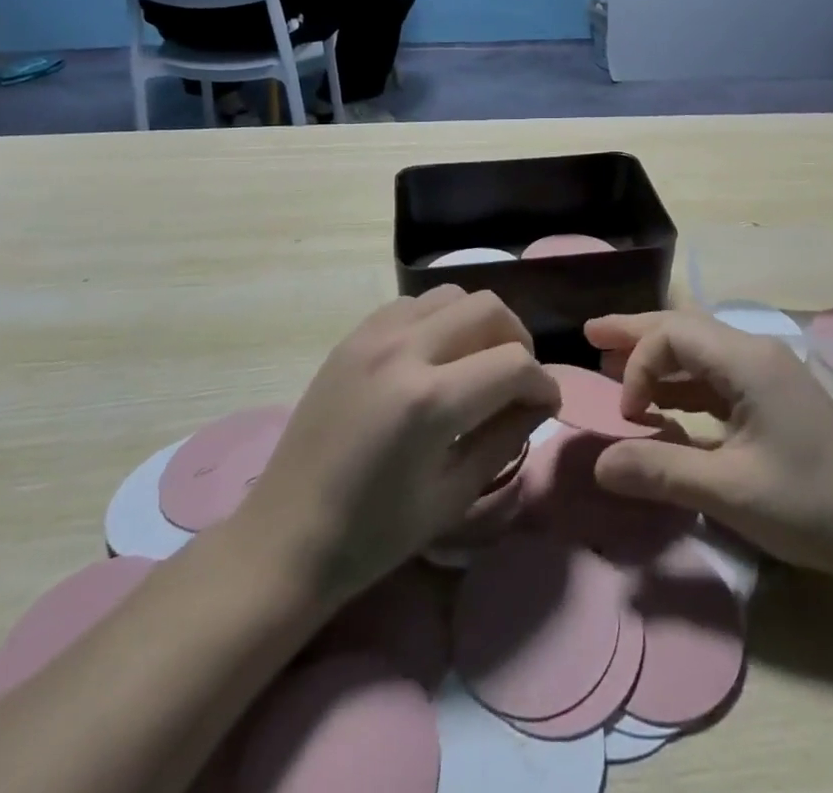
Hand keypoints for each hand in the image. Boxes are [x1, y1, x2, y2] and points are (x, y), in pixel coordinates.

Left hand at [238, 286, 557, 606]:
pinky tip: (436, 357)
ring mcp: (373, 335)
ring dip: (479, 323)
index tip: (547, 405)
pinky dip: (440, 320)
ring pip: (453, 295)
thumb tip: (540, 401)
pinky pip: (415, 304)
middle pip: (489, 309)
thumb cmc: (373, 534)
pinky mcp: (354, 335)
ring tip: (479, 362)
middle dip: (518, 341)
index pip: (514, 363)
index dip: (543, 383)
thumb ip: (506, 437)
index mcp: (429, 402)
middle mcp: (404, 351)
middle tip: (518, 380)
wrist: (285, 538)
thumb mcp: (454, 495)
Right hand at [583, 312, 832, 583]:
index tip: (627, 416)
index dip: (640, 365)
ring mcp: (767, 374)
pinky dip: (683, 386)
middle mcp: (755, 353)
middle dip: (638, 333)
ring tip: (615, 364)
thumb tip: (599, 463)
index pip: (674, 334)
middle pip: (685, 328)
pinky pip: (716, 378)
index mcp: (747, 360)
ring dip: (659, 358)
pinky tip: (662, 405)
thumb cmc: (808, 503)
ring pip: (700, 351)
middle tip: (593, 334)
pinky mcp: (772, 399)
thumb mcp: (728, 491)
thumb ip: (660, 471)